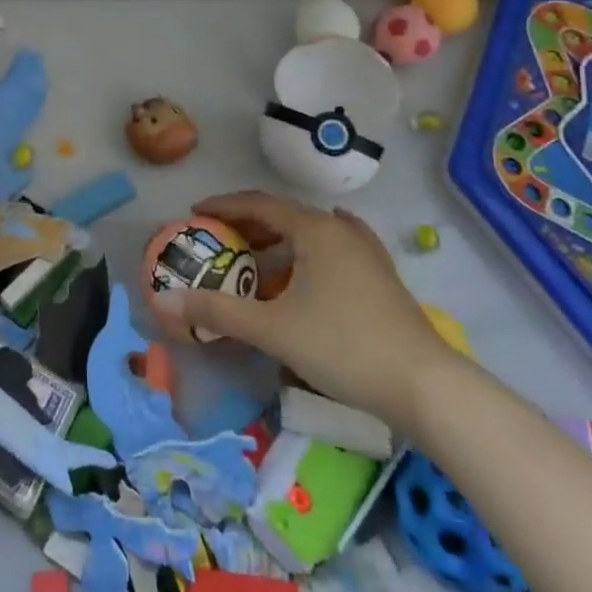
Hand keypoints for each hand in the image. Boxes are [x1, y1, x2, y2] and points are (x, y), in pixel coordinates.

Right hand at [152, 191, 455, 431]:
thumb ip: (218, 312)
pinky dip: (310, 250)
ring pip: (311, 232)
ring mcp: (366, 252)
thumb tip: (165, 300)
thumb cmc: (344, 347)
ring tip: (254, 258)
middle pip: (284, 214)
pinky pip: (334, 248)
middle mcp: (340, 230)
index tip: (195, 212)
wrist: (426, 387)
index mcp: (314, 230)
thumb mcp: (273, 329)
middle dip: (248, 224)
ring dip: (278, 240)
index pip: (258, 203)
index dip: (223, 205)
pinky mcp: (381, 277)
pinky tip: (312, 258)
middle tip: (218, 238)